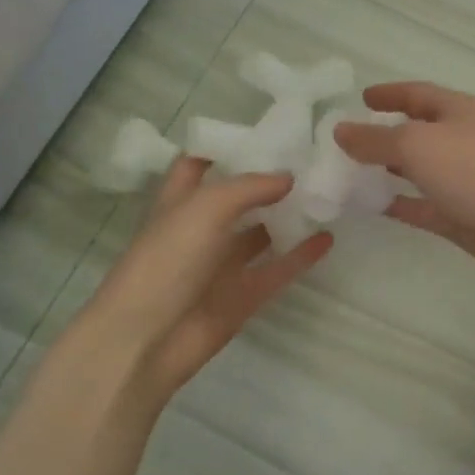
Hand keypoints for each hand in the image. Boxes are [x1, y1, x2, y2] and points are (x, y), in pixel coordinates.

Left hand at [65, 158, 331, 408]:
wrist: (146, 341)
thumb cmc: (166, 262)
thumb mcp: (204, 208)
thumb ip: (249, 187)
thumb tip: (288, 177)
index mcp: (180, 202)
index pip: (199, 163)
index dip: (227, 146)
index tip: (267, 132)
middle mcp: (201, 230)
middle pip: (238, 198)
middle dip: (269, 180)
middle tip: (312, 160)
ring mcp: (222, 265)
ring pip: (261, 234)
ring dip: (289, 216)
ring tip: (327, 194)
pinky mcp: (243, 296)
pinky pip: (278, 269)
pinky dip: (302, 255)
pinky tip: (328, 237)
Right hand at [333, 82, 474, 287]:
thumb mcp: (416, 145)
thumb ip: (375, 140)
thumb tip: (340, 130)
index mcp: (458, 111)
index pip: (418, 94)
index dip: (389, 94)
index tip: (362, 98)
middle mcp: (464, 140)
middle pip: (421, 131)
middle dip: (388, 134)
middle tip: (351, 140)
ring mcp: (466, 180)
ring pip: (422, 171)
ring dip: (392, 170)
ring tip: (355, 173)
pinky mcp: (465, 215)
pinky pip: (425, 206)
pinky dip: (402, 204)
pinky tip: (374, 207)